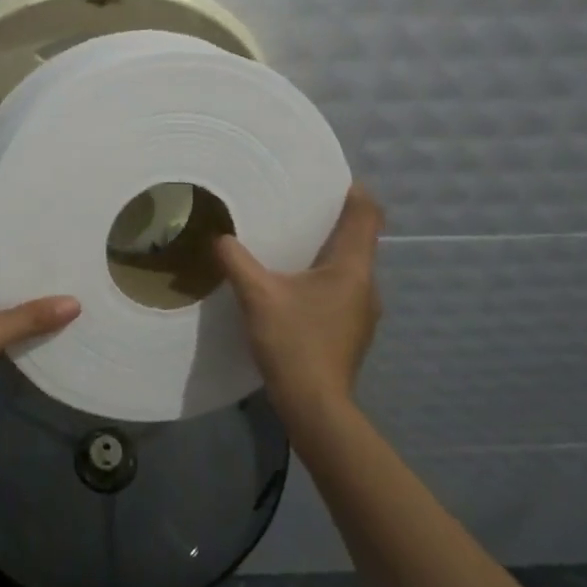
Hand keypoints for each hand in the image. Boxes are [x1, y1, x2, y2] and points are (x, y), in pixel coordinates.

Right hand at [214, 184, 383, 416]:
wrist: (315, 407)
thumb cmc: (294, 343)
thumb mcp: (257, 296)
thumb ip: (236, 260)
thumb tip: (219, 237)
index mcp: (352, 267)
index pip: (367, 214)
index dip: (354, 192)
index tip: (329, 179)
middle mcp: (366, 285)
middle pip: (359, 240)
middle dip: (333, 222)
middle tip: (298, 209)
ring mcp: (363, 312)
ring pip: (350, 268)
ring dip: (326, 254)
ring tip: (292, 246)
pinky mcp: (353, 332)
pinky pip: (342, 291)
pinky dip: (324, 280)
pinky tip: (295, 289)